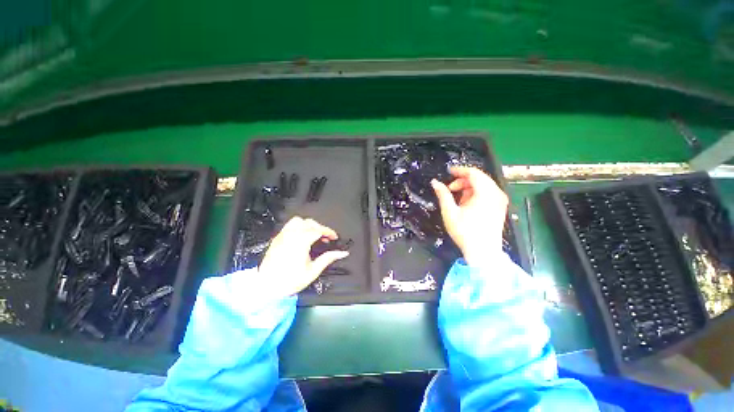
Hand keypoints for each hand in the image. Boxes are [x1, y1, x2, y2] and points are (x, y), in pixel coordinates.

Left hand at [258, 217, 348, 298]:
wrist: (266, 288)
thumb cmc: (290, 281)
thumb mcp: (313, 271)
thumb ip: (328, 258)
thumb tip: (343, 253)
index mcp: (301, 242)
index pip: (318, 230)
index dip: (329, 232)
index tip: (334, 237)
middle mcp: (291, 235)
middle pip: (309, 223)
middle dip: (320, 227)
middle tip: (325, 237)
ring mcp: (282, 236)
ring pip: (298, 221)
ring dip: (308, 225)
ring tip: (313, 235)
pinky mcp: (276, 239)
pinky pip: (289, 226)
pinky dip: (299, 227)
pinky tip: (302, 237)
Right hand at [431, 167, 507, 266]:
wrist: (483, 252)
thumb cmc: (465, 232)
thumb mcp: (450, 212)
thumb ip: (443, 194)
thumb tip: (435, 182)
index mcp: (486, 193)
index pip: (473, 173)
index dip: (459, 170)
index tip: (448, 171)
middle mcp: (496, 194)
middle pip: (479, 178)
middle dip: (463, 180)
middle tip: (450, 189)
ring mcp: (500, 201)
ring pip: (483, 185)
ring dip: (468, 188)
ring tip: (457, 199)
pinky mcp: (500, 207)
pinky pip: (487, 193)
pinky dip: (475, 194)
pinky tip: (466, 204)